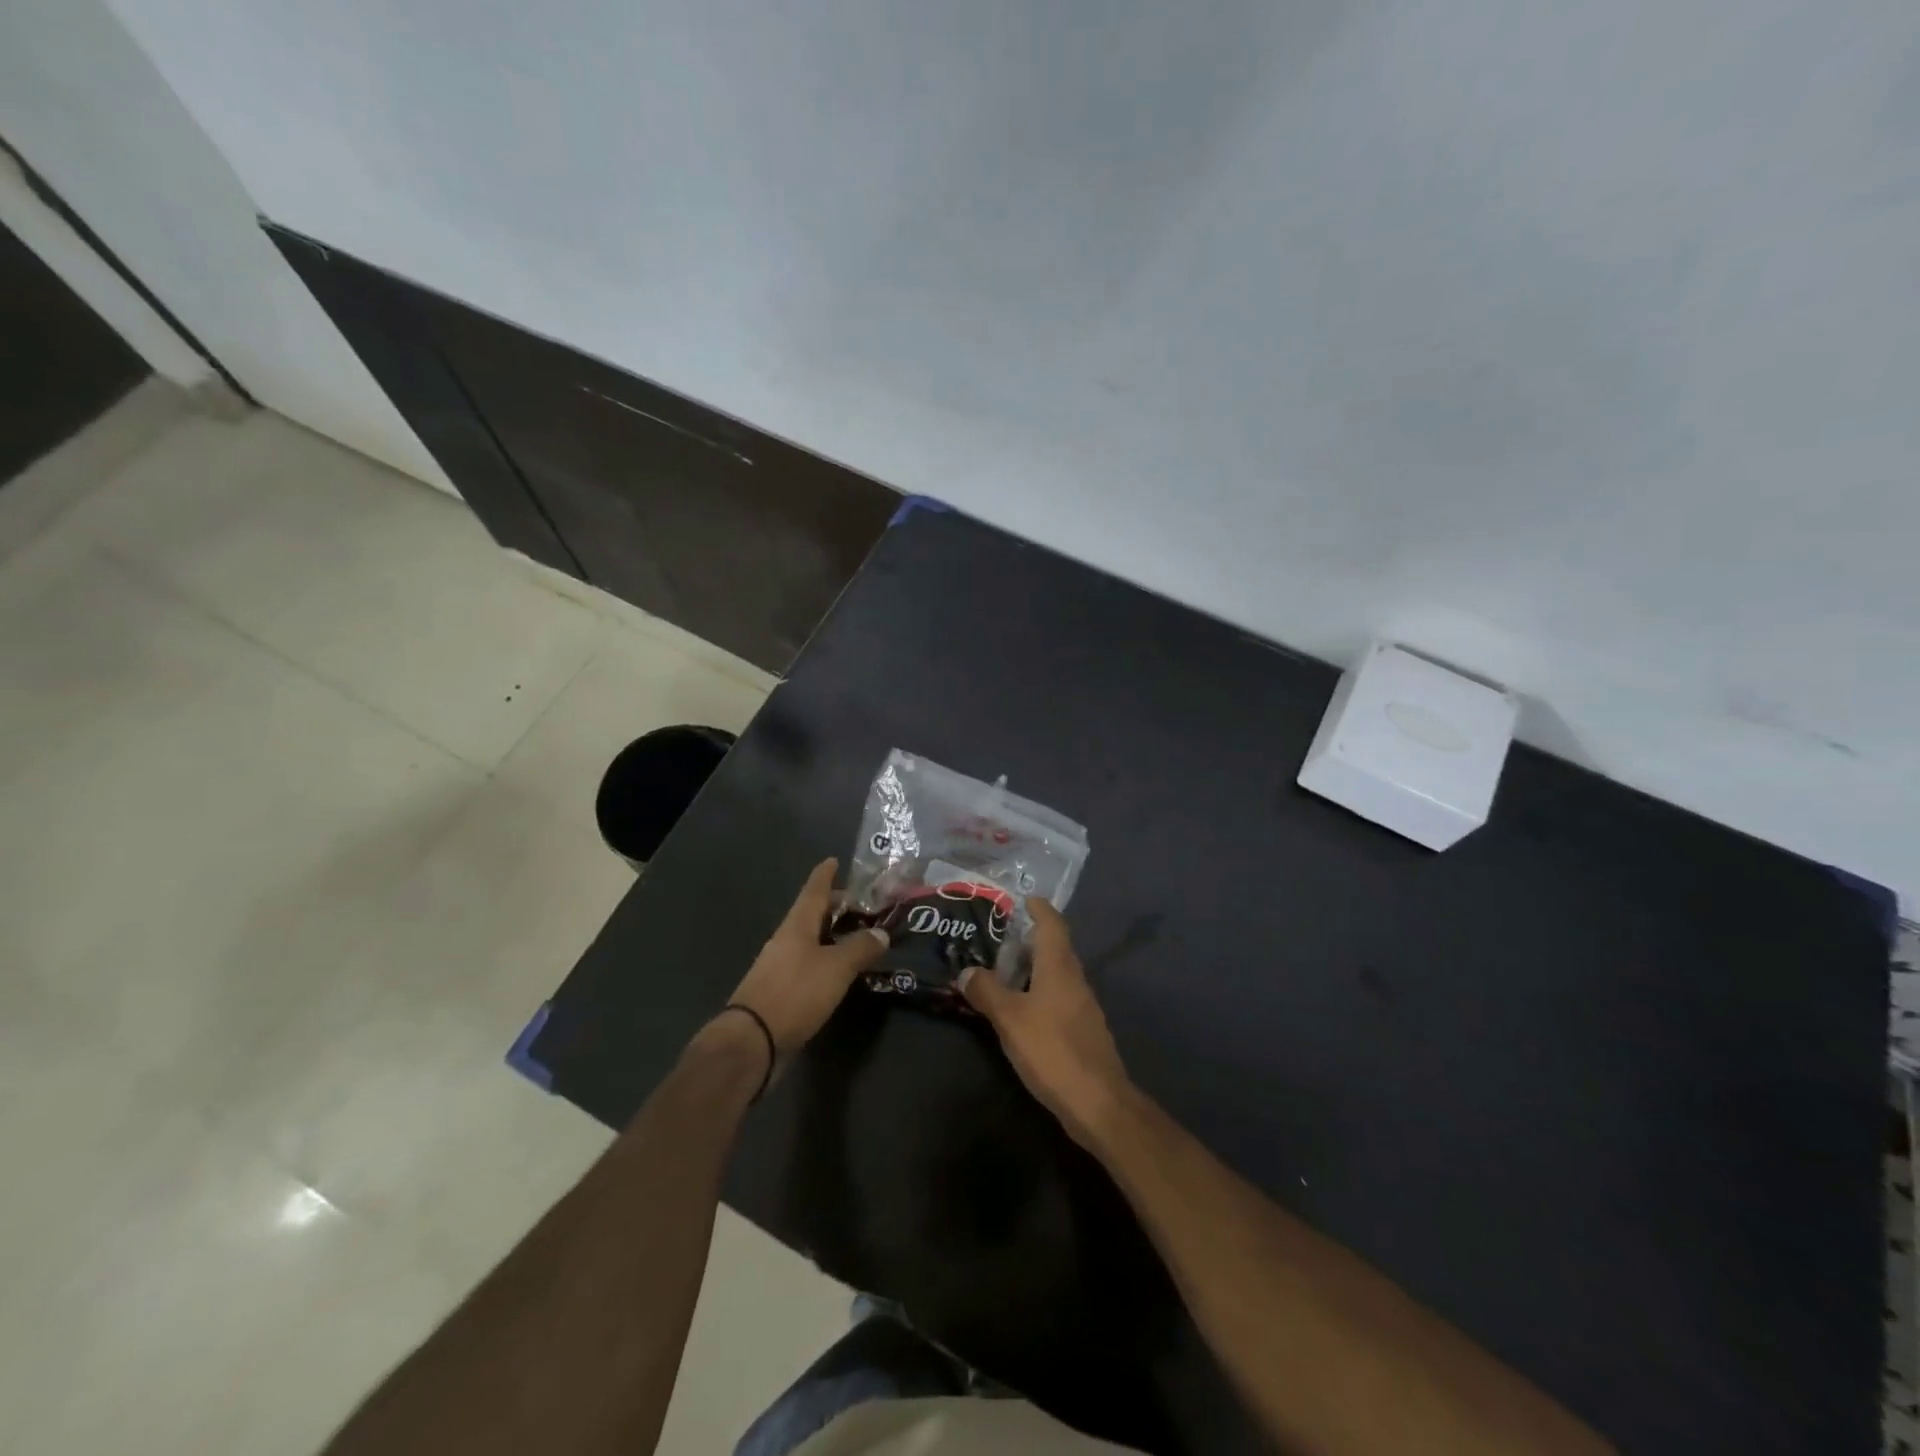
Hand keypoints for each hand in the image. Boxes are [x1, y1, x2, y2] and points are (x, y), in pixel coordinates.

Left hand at [727, 859, 888, 1058]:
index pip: (814, 891)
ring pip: (809, 940)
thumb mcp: (836, 968)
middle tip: (860, 906)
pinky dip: (825, 959)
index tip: (833, 860)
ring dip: (831, 935)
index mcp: (797, 926)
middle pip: (811, 915)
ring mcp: (780, 966)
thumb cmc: (795, 993)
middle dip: (834, 907)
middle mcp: (786, 940)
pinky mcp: (780, 991)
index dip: (825, 875)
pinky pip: (807, 964)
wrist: (752, 1042)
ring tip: (856, 937)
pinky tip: (839, 971)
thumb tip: (881, 933)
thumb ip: (860, 948)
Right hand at [960, 898, 1132, 1150]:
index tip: (1020, 899)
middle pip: (1054, 947)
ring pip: (1055, 974)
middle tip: (996, 937)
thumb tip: (967, 971)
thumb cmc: (1052, 1049)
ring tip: (1000, 970)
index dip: (1038, 908)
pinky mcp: (1082, 1030)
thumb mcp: (1009, 1018)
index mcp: (1059, 966)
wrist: (1097, 1102)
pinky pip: (1057, 997)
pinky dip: (1037, 992)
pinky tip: (1019, 1008)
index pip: (1052, 923)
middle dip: (1027, 939)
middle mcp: (1074, 978)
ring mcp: (1082, 1005)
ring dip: (1031, 968)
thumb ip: (986, 991)